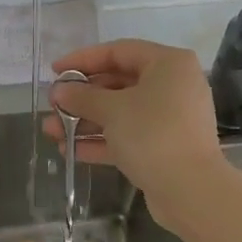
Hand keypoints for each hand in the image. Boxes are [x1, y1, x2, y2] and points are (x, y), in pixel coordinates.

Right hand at [46, 40, 225, 211]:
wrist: (190, 190)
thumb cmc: (152, 134)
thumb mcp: (112, 110)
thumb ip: (82, 97)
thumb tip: (59, 91)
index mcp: (168, 64)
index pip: (119, 51)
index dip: (83, 59)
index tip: (55, 71)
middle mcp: (173, 86)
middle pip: (119, 83)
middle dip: (82, 97)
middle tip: (52, 106)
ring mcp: (170, 119)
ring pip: (121, 113)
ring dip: (86, 121)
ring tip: (51, 132)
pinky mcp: (164, 148)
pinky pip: (128, 136)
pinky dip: (102, 141)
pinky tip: (70, 150)